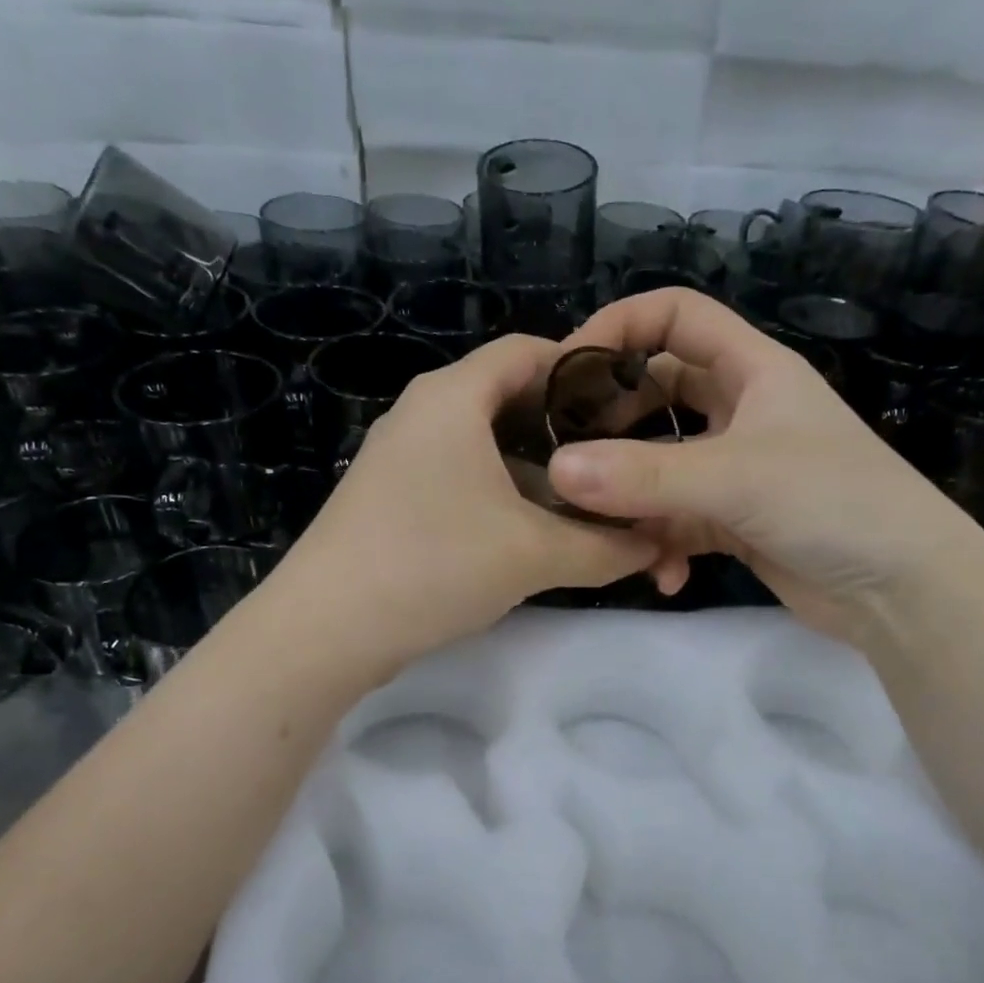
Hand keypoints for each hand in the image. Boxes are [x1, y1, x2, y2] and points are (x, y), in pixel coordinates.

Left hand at [261, 334, 660, 671]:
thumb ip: (606, 547)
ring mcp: (401, 457)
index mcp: (454, 396)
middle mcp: (423, 413)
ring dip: (537, 474)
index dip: (585, 373)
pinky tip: (531, 535)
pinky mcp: (391, 498)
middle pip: (510, 400)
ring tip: (585, 508)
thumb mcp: (533, 555)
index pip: (530, 352)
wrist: (325, 631)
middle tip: (617, 467)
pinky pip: (461, 479)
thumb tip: (658, 545)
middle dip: (567, 433)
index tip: (631, 411)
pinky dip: (502, 496)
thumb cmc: (434, 565)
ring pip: (486, 447)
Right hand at [547, 289, 983, 642]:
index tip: (567, 368)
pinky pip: (678, 522)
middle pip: (658, 393)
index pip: (677, 316)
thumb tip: (558, 469)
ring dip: (632, 498)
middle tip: (566, 450)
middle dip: (614, 420)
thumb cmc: (833, 502)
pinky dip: (663, 545)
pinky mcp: (735, 523)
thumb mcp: (736, 478)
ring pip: (661, 467)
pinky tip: (664, 575)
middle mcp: (741, 411)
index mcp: (753, 369)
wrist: (902, 590)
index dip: (620, 327)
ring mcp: (737, 470)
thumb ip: (645, 475)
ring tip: (601, 528)